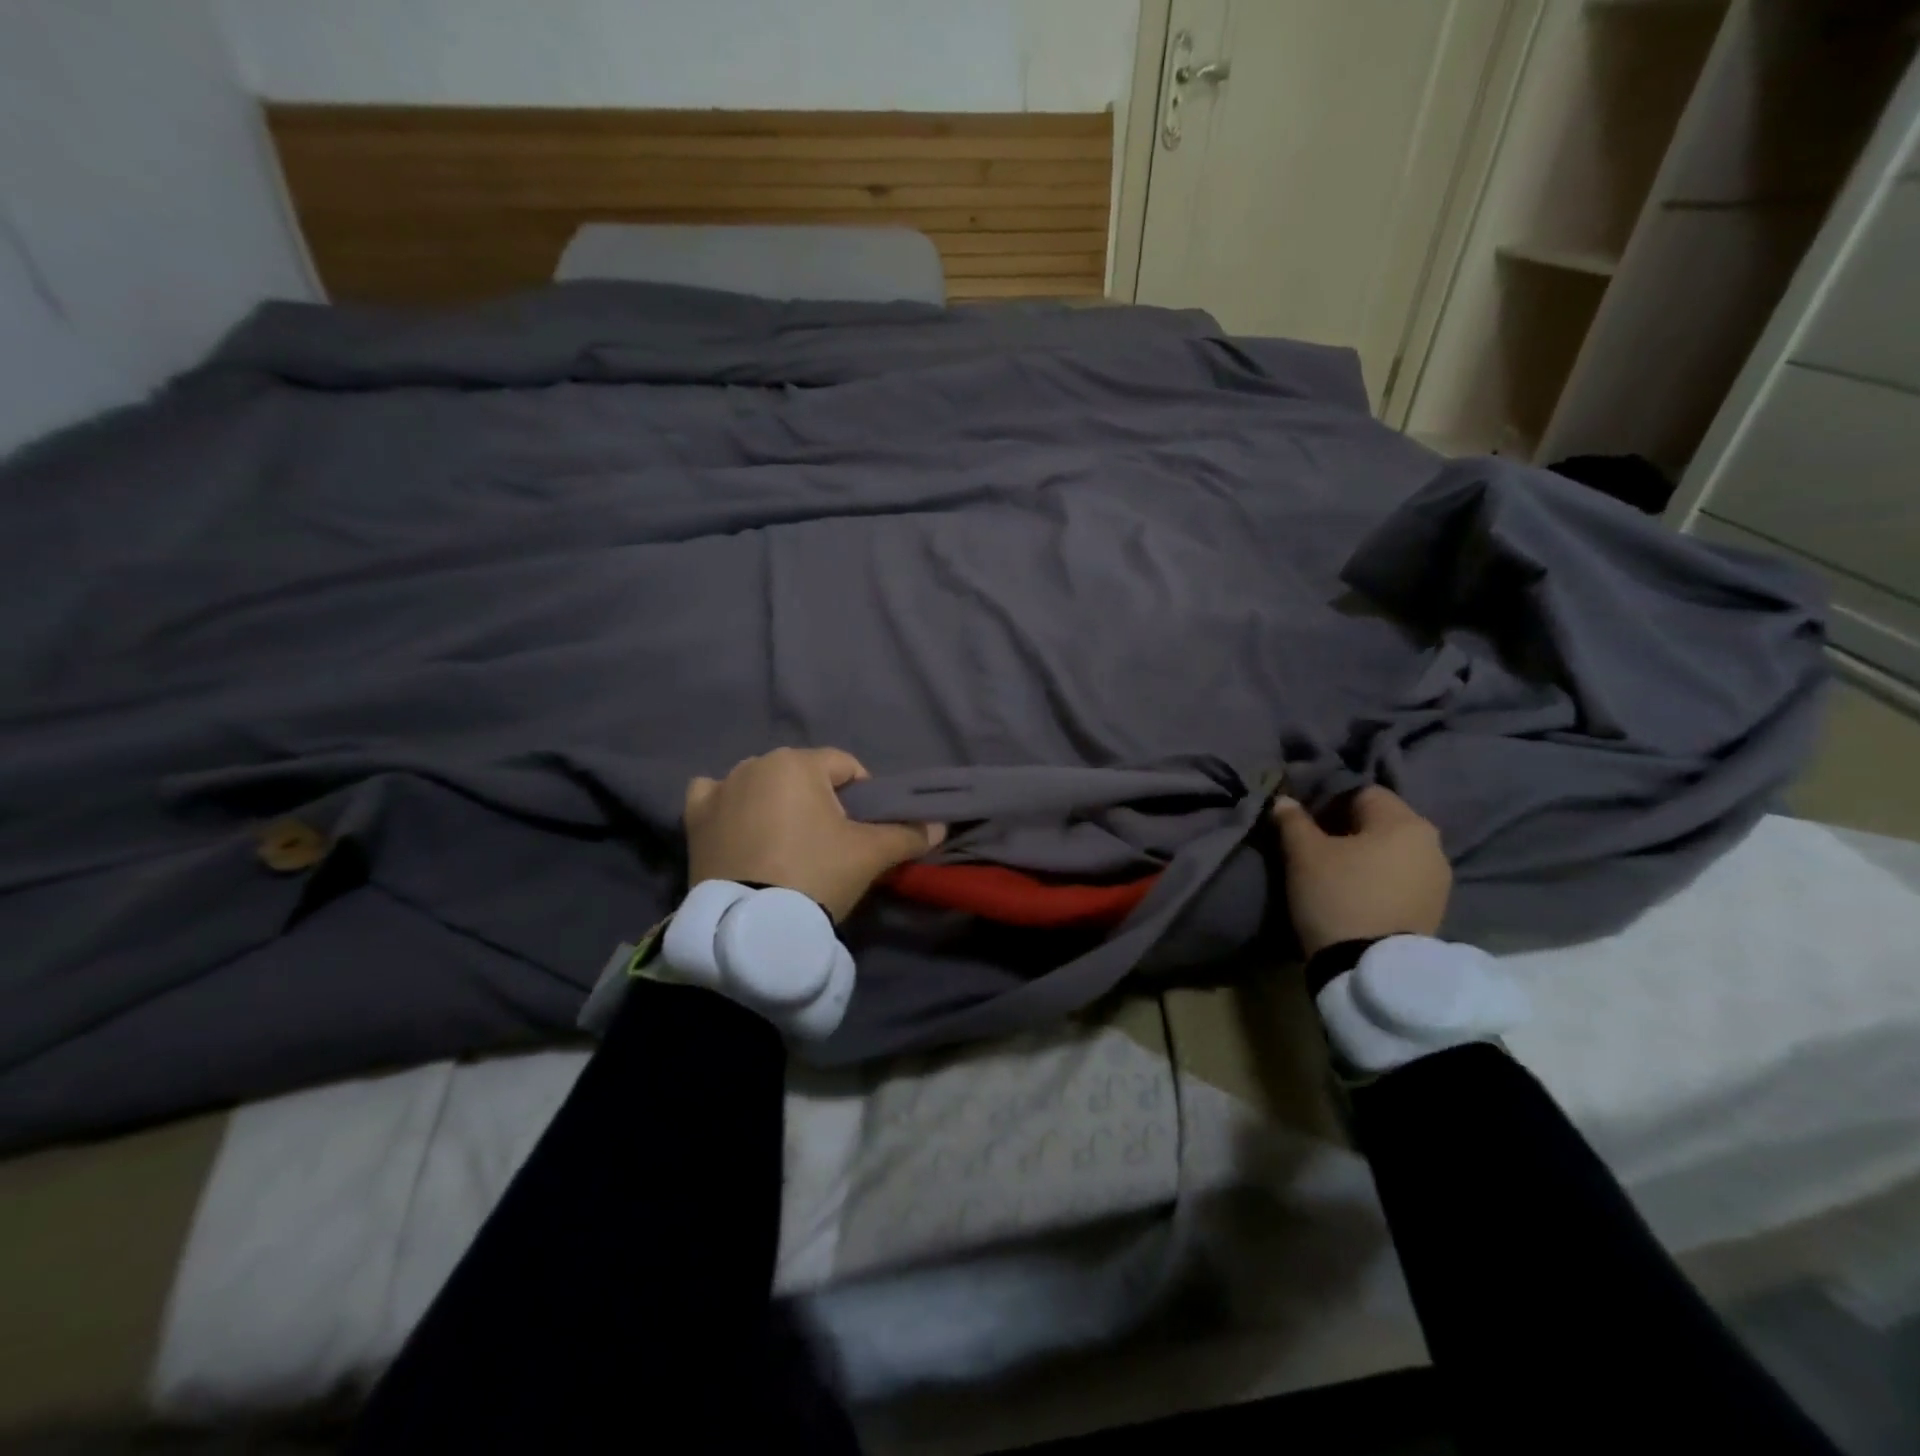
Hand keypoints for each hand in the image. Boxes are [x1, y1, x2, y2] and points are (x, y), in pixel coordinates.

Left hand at [684, 747, 945, 922]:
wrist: (751, 927)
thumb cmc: (815, 874)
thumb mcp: (869, 855)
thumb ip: (907, 834)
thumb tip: (940, 826)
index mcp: (798, 763)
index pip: (846, 766)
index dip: (863, 795)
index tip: (863, 829)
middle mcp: (756, 763)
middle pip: (803, 775)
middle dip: (820, 800)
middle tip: (829, 843)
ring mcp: (720, 789)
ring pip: (762, 784)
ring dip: (776, 802)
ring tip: (786, 845)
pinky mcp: (695, 818)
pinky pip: (716, 798)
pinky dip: (729, 807)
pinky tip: (739, 829)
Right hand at [1271, 787, 1450, 957]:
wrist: (1370, 969)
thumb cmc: (1337, 896)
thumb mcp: (1303, 854)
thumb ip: (1292, 820)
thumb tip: (1284, 800)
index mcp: (1404, 821)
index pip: (1361, 793)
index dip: (1328, 803)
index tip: (1305, 826)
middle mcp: (1431, 843)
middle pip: (1380, 822)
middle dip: (1347, 830)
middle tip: (1316, 849)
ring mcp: (1438, 879)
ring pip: (1392, 851)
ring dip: (1365, 856)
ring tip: (1335, 875)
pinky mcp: (1435, 909)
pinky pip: (1401, 879)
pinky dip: (1379, 880)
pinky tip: (1356, 896)